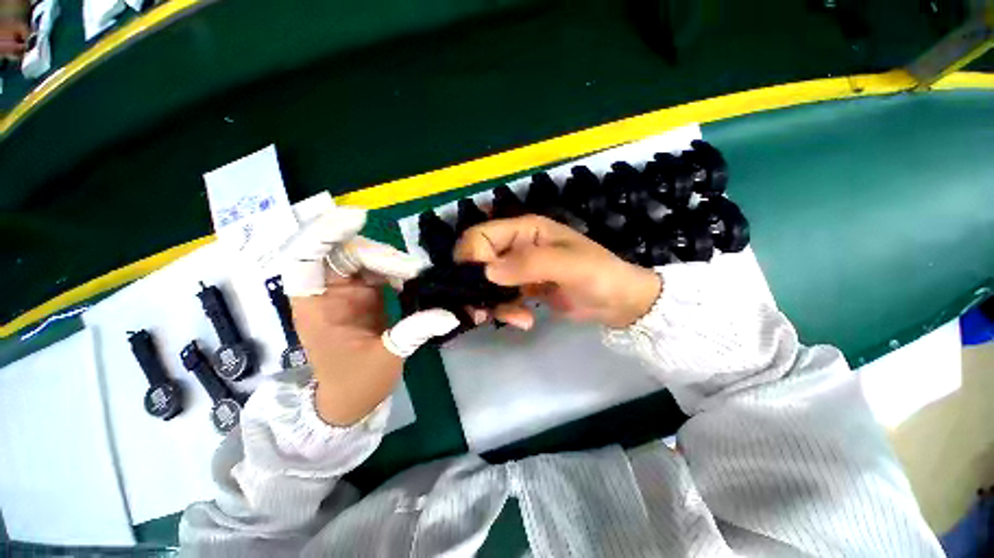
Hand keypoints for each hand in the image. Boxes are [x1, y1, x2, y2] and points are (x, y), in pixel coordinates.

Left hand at [279, 207, 458, 425]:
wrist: (351, 398)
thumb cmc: (357, 383)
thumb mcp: (387, 358)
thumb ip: (416, 331)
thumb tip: (451, 315)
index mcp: (315, 306)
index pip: (304, 259)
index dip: (325, 233)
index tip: (359, 218)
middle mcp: (325, 291)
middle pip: (343, 253)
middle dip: (379, 255)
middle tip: (413, 272)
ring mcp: (345, 290)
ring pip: (363, 257)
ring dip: (391, 261)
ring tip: (417, 277)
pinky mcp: (363, 292)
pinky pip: (377, 269)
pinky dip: (396, 270)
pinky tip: (411, 281)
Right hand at [455, 215, 661, 328]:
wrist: (617, 302)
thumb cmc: (599, 275)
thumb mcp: (569, 265)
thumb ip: (529, 263)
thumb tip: (487, 272)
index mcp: (524, 230)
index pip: (480, 236)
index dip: (473, 258)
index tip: (483, 284)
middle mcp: (516, 246)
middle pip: (476, 262)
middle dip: (477, 287)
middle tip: (483, 311)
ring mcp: (517, 269)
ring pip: (485, 284)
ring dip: (493, 304)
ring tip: (517, 318)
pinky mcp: (521, 289)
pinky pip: (500, 299)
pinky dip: (506, 312)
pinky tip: (525, 320)